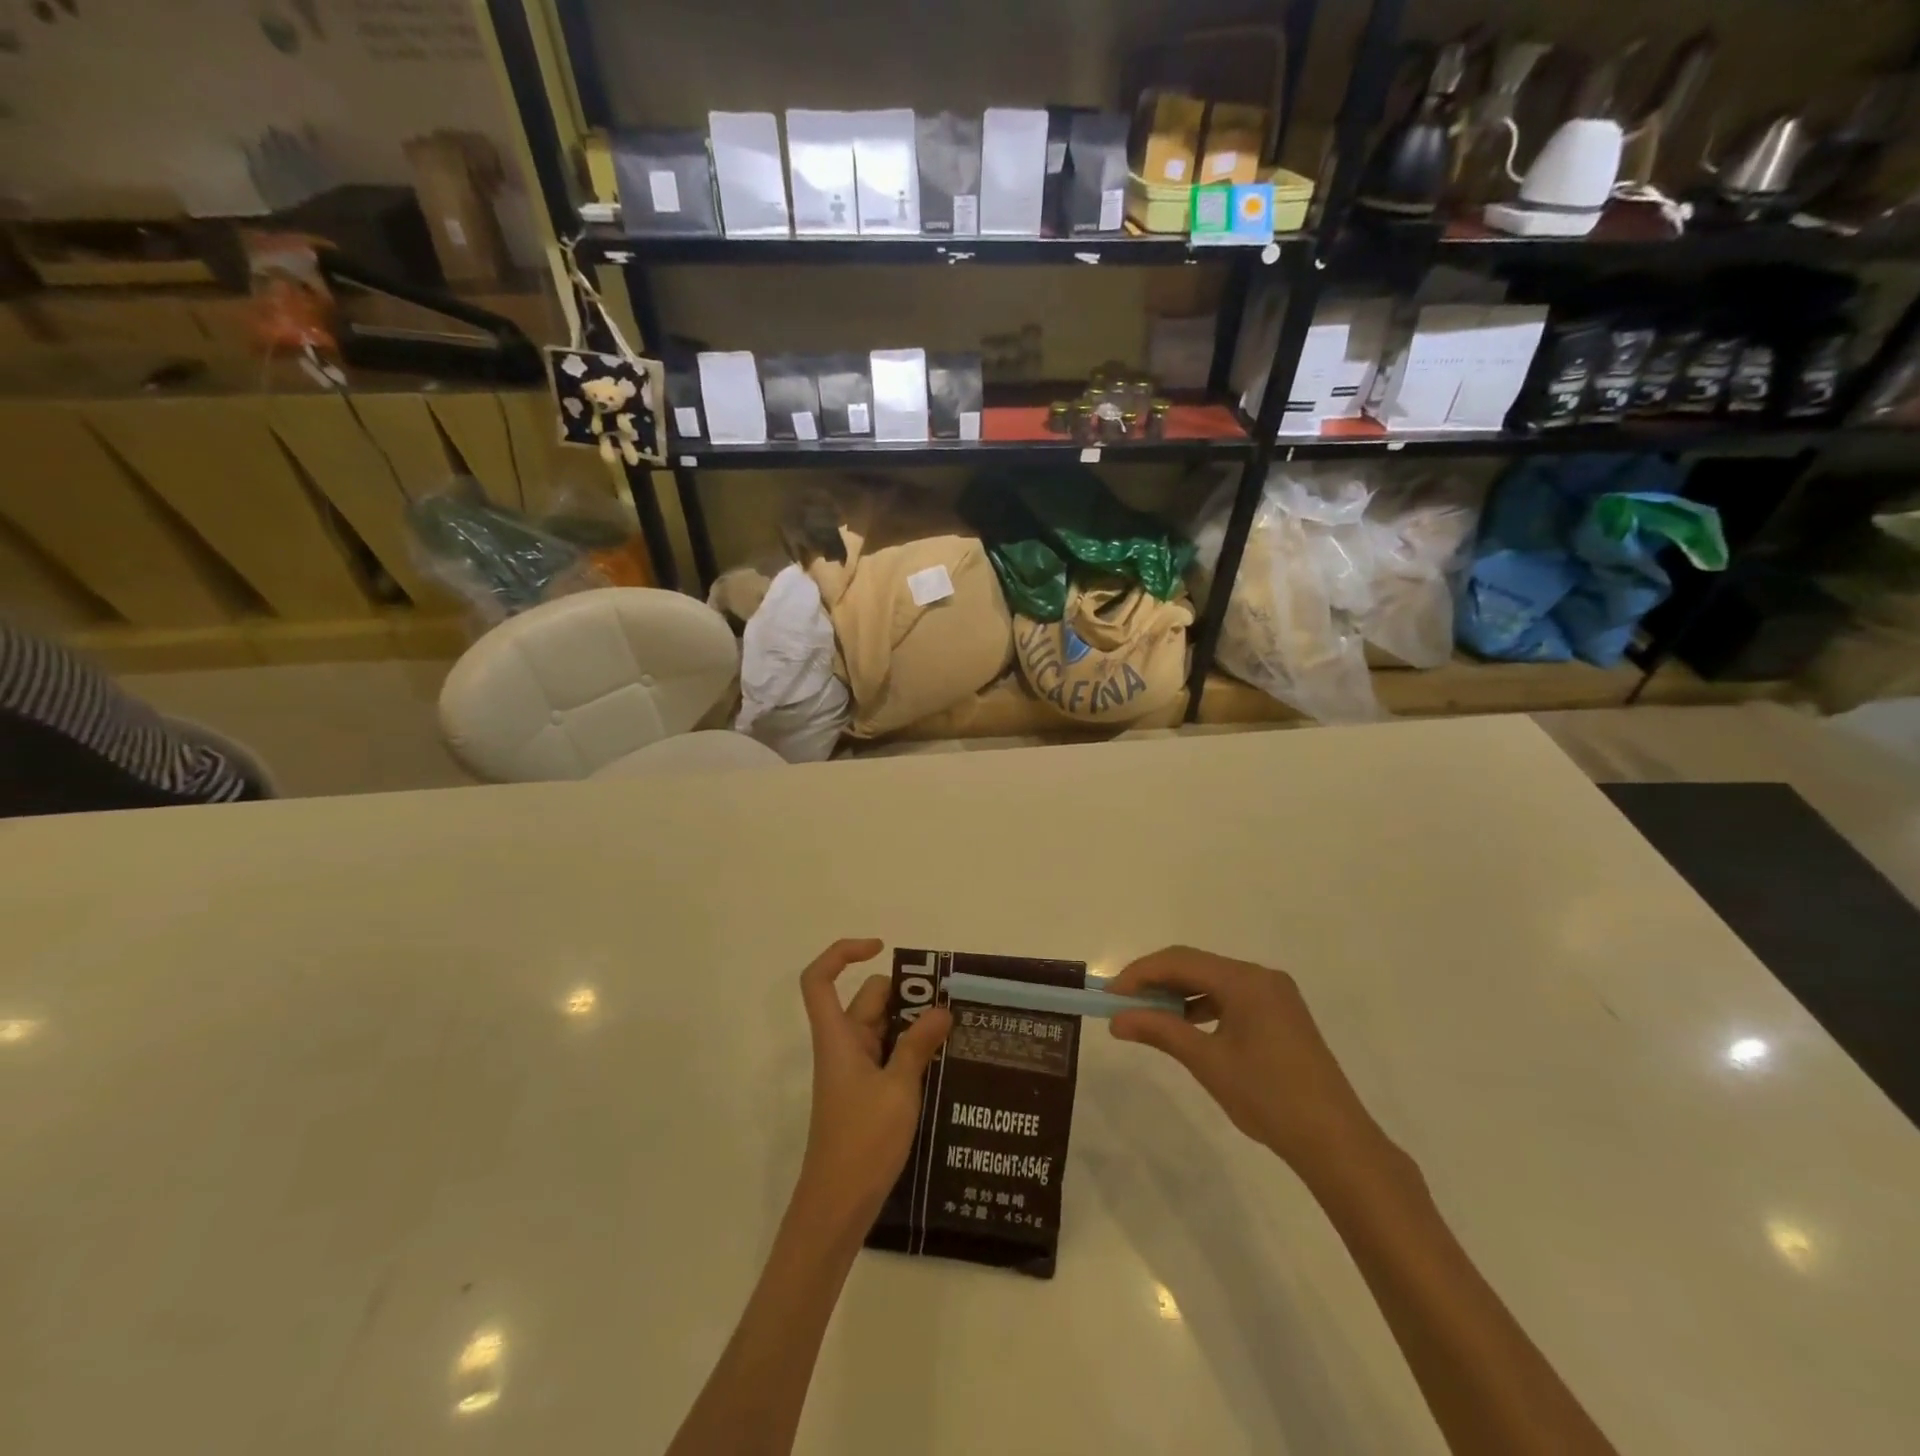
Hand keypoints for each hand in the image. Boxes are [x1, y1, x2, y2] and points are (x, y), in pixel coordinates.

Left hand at [796, 939, 951, 1231]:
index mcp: (838, 1037)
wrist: (838, 1206)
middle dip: (905, 994)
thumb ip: (919, 1045)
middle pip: (867, 1000)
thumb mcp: (899, 1089)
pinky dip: (913, 1049)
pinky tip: (945, 1060)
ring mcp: (855, 1070)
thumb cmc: (862, 1141)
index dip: (842, 954)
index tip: (880, 949)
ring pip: (883, 1028)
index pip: (820, 979)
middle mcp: (844, 1046)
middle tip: (949, 1000)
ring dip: (914, 1023)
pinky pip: (889, 1054)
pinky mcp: (867, 1092)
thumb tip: (941, 1010)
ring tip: (957, 1027)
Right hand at [1108, 946, 1378, 1173]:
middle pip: (1196, 966)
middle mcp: (1261, 977)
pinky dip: (1203, 1007)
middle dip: (1156, 982)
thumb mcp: (1207, 1062)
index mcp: (1246, 980)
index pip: (1180, 961)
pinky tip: (1185, 1027)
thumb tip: (1117, 1019)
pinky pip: (1231, 997)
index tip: (1110, 995)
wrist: (1335, 1142)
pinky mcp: (1280, 1015)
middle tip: (1123, 1005)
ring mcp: (1274, 995)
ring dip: (1178, 994)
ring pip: (1213, 981)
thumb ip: (1160, 1031)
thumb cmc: (1268, 1097)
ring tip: (1148, 1017)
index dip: (1140, 973)